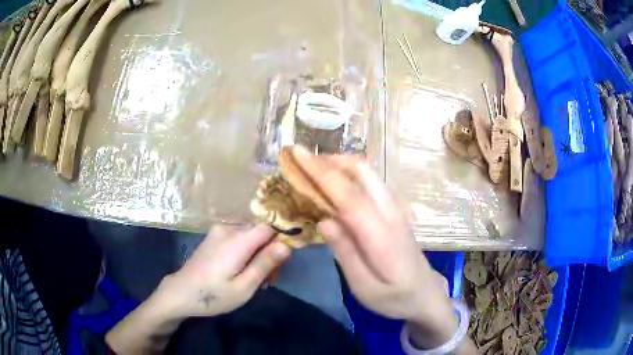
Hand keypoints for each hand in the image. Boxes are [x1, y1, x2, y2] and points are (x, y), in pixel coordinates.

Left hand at [155, 225, 290, 318]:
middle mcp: (228, 229)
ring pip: (250, 235)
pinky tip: (240, 270)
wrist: (181, 292)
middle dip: (269, 251)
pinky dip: (245, 251)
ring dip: (257, 253)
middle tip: (268, 278)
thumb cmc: (213, 295)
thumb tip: (286, 245)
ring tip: (253, 278)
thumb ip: (264, 264)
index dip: (281, 238)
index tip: (284, 259)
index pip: (269, 226)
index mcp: (237, 240)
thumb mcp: (243, 287)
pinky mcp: (214, 236)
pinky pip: (238, 238)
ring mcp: (219, 231)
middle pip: (260, 232)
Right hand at [292, 146, 457, 345]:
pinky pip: (370, 181)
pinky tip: (334, 185)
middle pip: (362, 170)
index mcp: (381, 234)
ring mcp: (395, 208)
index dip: (321, 172)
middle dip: (329, 160)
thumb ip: (346, 253)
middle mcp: (390, 212)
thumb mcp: (364, 287)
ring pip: (367, 172)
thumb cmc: (393, 297)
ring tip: (312, 170)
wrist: (425, 293)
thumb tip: (324, 220)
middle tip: (300, 163)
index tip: (296, 153)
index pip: (348, 194)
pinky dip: (349, 173)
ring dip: (339, 164)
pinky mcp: (395, 209)